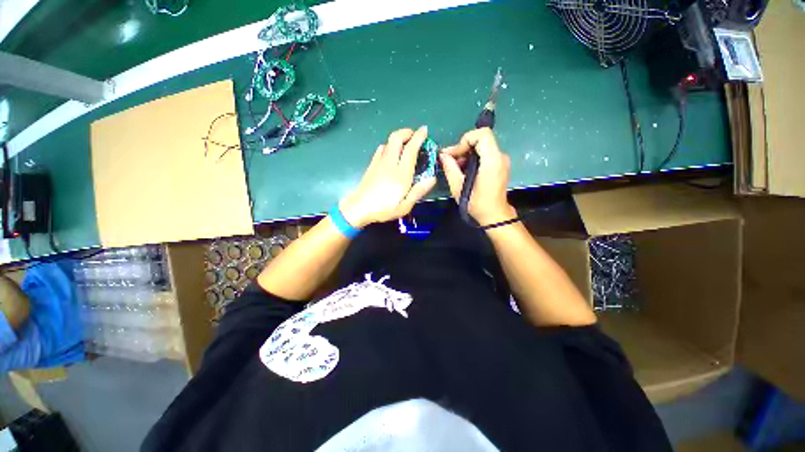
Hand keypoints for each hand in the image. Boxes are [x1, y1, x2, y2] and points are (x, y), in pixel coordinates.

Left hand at [339, 127, 436, 227]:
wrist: (359, 208)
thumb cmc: (383, 209)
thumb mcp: (405, 206)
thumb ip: (418, 191)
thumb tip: (432, 178)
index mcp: (401, 174)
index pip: (410, 149)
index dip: (418, 137)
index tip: (425, 130)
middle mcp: (389, 163)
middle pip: (396, 138)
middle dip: (407, 132)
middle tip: (416, 135)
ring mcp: (379, 162)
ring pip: (388, 141)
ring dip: (399, 138)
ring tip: (406, 144)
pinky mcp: (372, 165)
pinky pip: (381, 149)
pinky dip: (390, 146)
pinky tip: (392, 153)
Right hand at [440, 128, 515, 224]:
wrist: (494, 215)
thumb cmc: (476, 203)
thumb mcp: (458, 187)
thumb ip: (450, 168)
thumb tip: (443, 155)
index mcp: (492, 160)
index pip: (482, 134)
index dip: (465, 140)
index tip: (455, 154)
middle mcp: (500, 156)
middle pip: (480, 140)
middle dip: (462, 147)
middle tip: (449, 160)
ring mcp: (501, 160)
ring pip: (481, 147)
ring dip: (466, 154)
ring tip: (454, 167)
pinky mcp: (499, 165)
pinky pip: (484, 154)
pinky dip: (472, 159)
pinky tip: (463, 170)